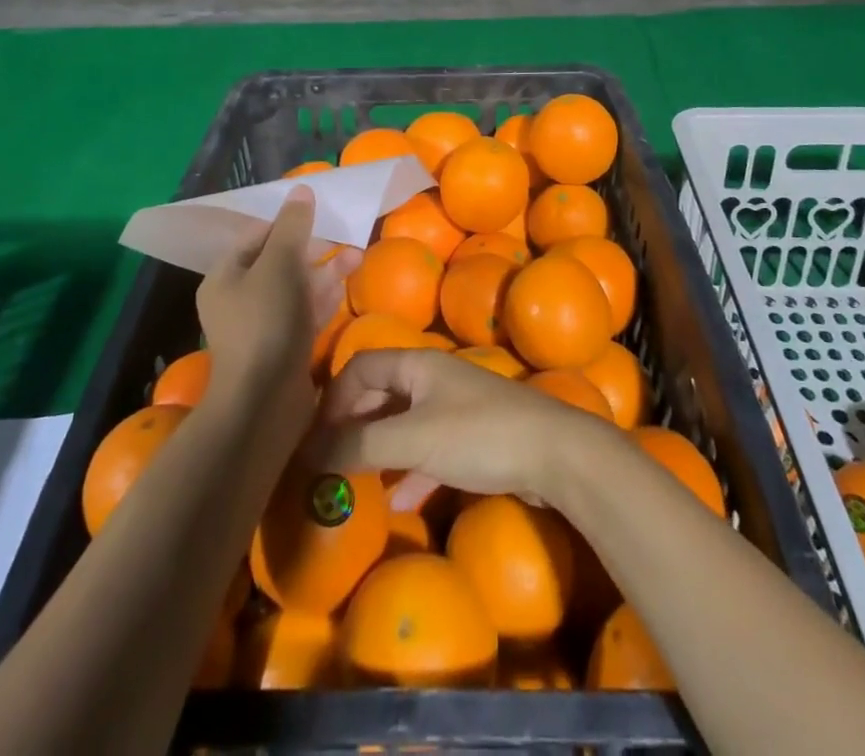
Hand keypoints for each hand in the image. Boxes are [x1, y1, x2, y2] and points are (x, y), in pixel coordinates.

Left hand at [197, 186, 355, 417]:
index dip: (287, 222)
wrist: (265, 402)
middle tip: (344, 236)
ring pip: (296, 286)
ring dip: (325, 270)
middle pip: (278, 260)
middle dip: (313, 247)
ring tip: (358, 256)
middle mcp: (239, 298)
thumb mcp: (279, 265)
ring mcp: (262, 325)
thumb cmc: (266, 323)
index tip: (319, 214)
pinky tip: (346, 284)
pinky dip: (323, 296)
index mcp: (225, 276)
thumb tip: (301, 189)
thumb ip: (292, 226)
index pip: (256, 236)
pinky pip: (304, 311)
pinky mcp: (284, 346)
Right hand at [314, 347, 618, 508]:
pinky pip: (427, 448)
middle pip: (380, 394)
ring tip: (355, 485)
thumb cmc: (480, 435)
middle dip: (353, 427)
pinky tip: (399, 499)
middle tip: (330, 466)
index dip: (334, 399)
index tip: (317, 440)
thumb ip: (360, 445)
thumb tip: (309, 453)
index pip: (361, 366)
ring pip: (402, 424)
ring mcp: (453, 408)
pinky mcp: (471, 438)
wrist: (556, 454)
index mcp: (417, 364)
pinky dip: (409, 470)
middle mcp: (432, 378)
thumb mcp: (414, 439)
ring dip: (378, 451)